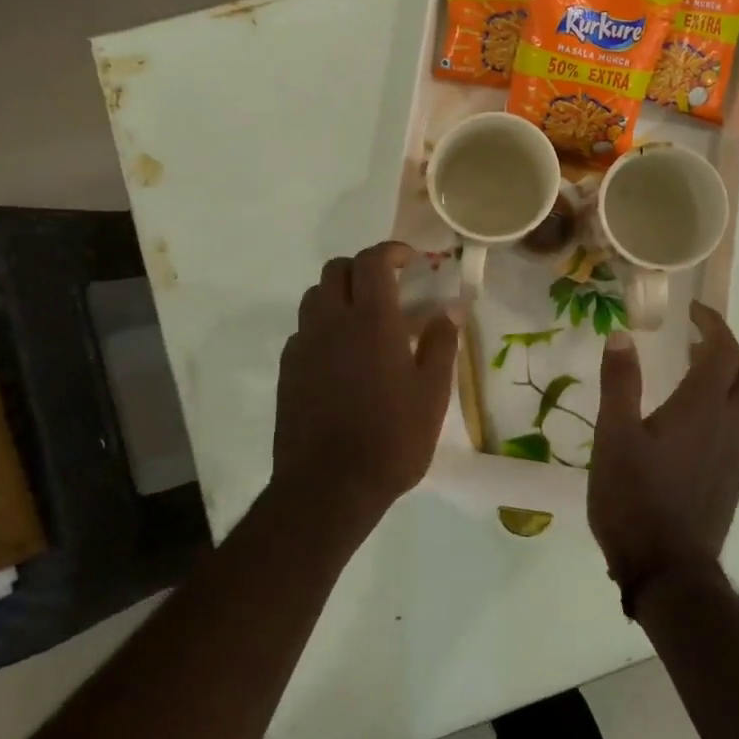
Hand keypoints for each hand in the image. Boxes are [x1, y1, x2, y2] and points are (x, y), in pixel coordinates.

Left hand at [271, 242, 459, 527]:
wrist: (328, 488)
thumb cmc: (391, 439)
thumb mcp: (432, 393)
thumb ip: (441, 343)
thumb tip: (450, 308)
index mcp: (371, 320)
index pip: (373, 261)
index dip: (391, 251)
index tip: (410, 260)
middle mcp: (331, 321)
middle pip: (337, 269)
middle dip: (363, 268)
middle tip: (388, 288)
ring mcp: (304, 345)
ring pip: (315, 296)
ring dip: (339, 293)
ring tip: (364, 320)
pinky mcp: (288, 369)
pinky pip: (304, 330)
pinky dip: (323, 326)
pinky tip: (342, 357)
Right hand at [588, 302, 738, 614]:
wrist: (668, 571)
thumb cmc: (634, 498)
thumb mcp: (614, 436)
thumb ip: (620, 382)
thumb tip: (622, 335)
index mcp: (702, 407)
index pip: (724, 350)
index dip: (713, 323)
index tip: (692, 312)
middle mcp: (731, 425)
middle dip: (731, 349)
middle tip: (696, 344)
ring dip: (734, 379)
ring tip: (696, 377)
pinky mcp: (735, 477)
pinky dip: (731, 407)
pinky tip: (696, 423)